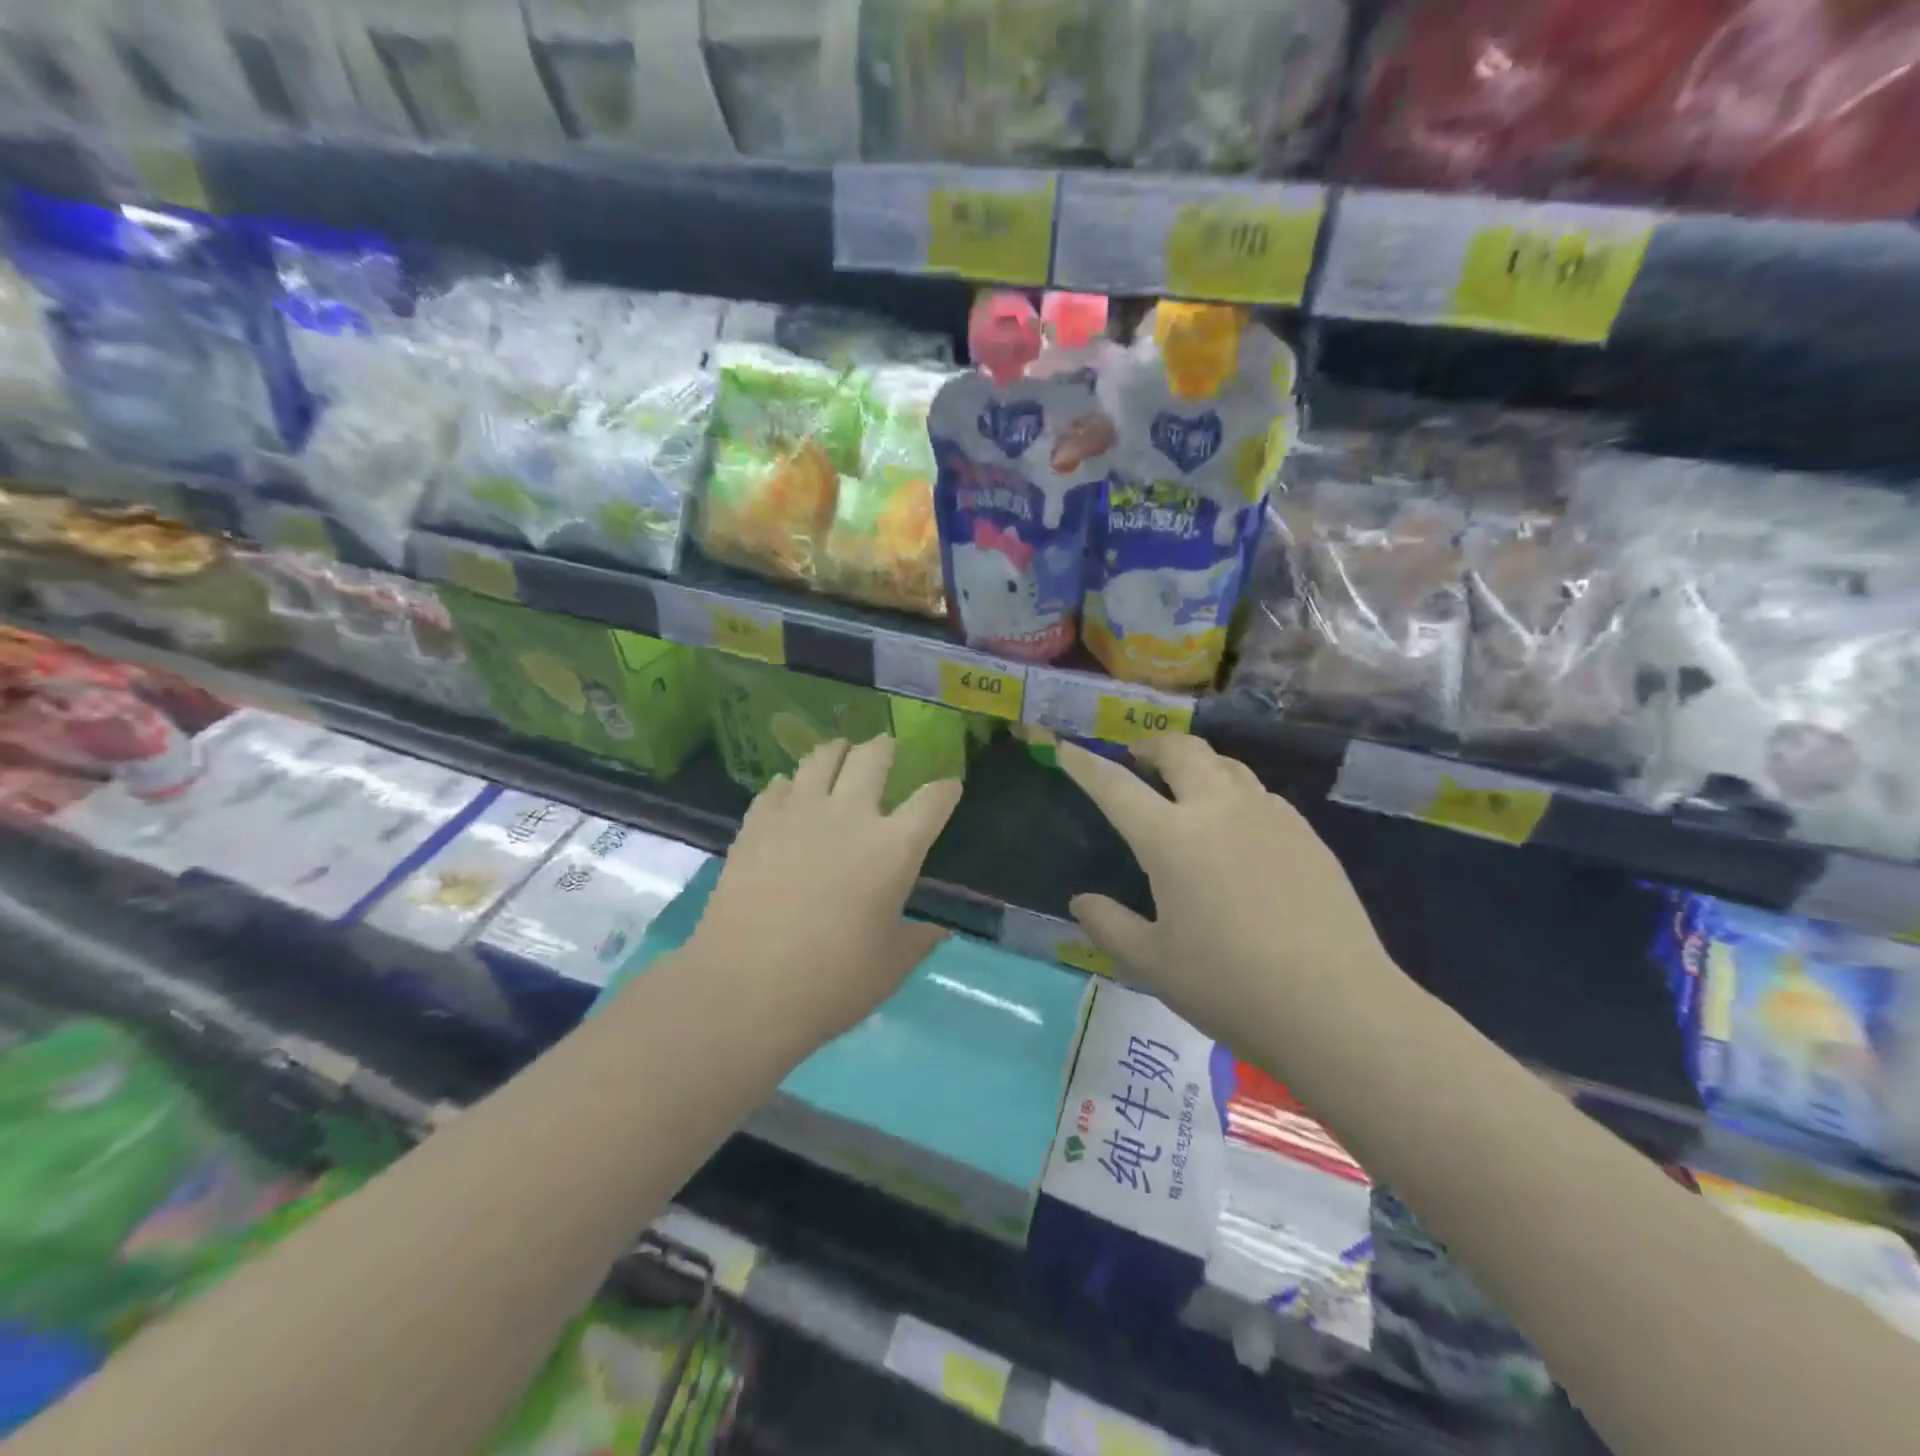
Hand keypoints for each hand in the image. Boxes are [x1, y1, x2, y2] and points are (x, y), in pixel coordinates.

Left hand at [690, 737, 961, 1044]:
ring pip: (822, 757)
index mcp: (894, 848)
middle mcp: (850, 816)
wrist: (744, 988)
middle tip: (887, 749)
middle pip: (874, 757)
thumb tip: (940, 931)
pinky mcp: (757, 823)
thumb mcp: (890, 966)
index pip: (932, 800)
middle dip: (886, 748)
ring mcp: (799, 813)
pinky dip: (791, 785)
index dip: (946, 789)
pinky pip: (778, 786)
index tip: (949, 786)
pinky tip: (790, 793)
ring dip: (837, 751)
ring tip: (840, 752)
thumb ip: (919, 940)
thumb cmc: (831, 982)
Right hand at [1057, 735, 1401, 1038]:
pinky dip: (1236, 794)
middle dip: (1152, 744)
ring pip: (1227, 765)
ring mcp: (1269, 817)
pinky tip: (1239, 829)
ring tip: (1187, 786)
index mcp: (1171, 840)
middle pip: (1182, 751)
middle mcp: (1218, 811)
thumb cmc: (1230, 987)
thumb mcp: (1153, 963)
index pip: (1116, 788)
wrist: (1336, 1008)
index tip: (1067, 749)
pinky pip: (1260, 795)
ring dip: (1198, 764)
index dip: (1086, 766)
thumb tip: (1081, 901)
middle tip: (1138, 757)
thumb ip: (1109, 925)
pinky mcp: (1306, 834)